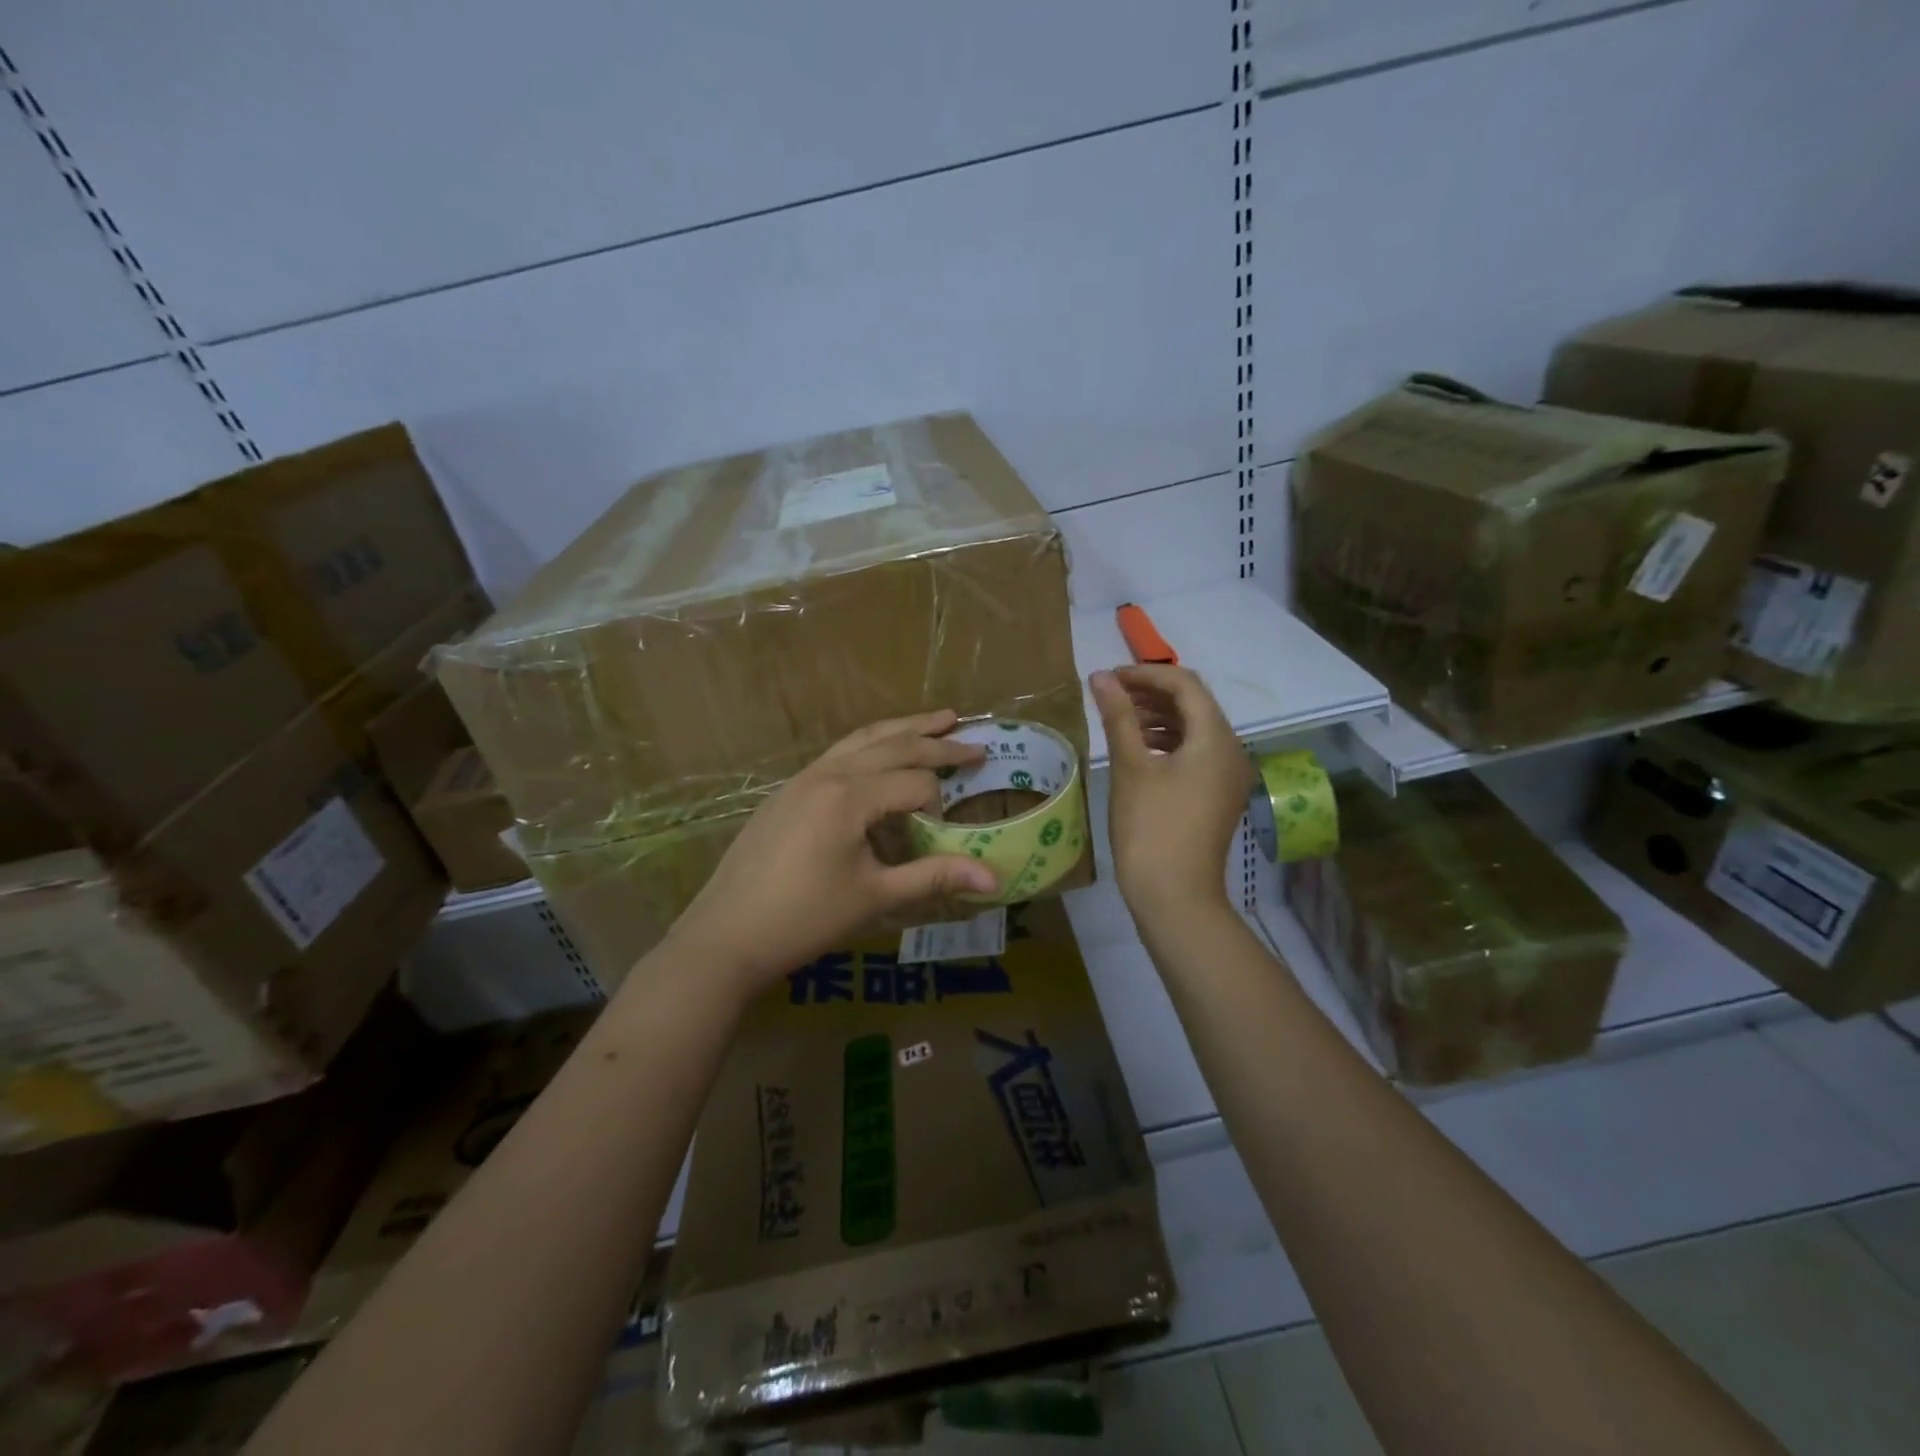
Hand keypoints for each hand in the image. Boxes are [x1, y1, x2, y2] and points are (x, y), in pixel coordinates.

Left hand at [663, 710, 996, 996]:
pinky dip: (870, 746)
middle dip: (937, 743)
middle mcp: (827, 774)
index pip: (915, 784)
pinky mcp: (787, 791)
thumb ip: (935, 877)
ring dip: (903, 729)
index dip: (937, 808)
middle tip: (974, 742)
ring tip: (937, 719)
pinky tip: (879, 754)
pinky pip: (838, 754)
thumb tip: (995, 879)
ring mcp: (802, 778)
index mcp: (850, 797)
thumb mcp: (875, 897)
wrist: (726, 935)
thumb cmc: (805, 918)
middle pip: (893, 745)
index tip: (938, 838)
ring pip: (862, 739)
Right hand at [1090, 665, 1253, 920]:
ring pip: (1195, 729)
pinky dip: (1168, 742)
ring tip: (1120, 718)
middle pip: (1194, 704)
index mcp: (1216, 738)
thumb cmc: (1150, 827)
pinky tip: (1139, 748)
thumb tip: (1101, 677)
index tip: (1109, 678)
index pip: (1185, 685)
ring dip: (1158, 717)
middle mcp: (1232, 750)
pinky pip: (1196, 753)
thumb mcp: (1130, 767)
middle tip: (1110, 694)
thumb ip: (1118, 716)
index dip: (1146, 674)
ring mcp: (1228, 775)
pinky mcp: (1218, 795)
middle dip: (1151, 694)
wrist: (1174, 896)